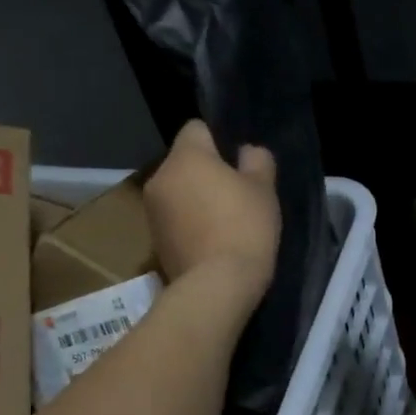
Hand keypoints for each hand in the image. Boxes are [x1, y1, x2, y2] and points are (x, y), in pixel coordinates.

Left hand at [143, 121, 279, 298]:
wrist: (217, 286)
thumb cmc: (244, 226)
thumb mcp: (264, 188)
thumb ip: (257, 160)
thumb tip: (246, 153)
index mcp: (185, 157)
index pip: (196, 128)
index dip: (220, 139)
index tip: (239, 161)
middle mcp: (160, 177)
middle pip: (185, 161)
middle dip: (207, 170)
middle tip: (238, 192)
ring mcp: (152, 211)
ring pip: (179, 190)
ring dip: (197, 197)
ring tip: (226, 220)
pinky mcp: (154, 240)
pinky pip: (175, 217)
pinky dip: (190, 222)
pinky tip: (213, 240)